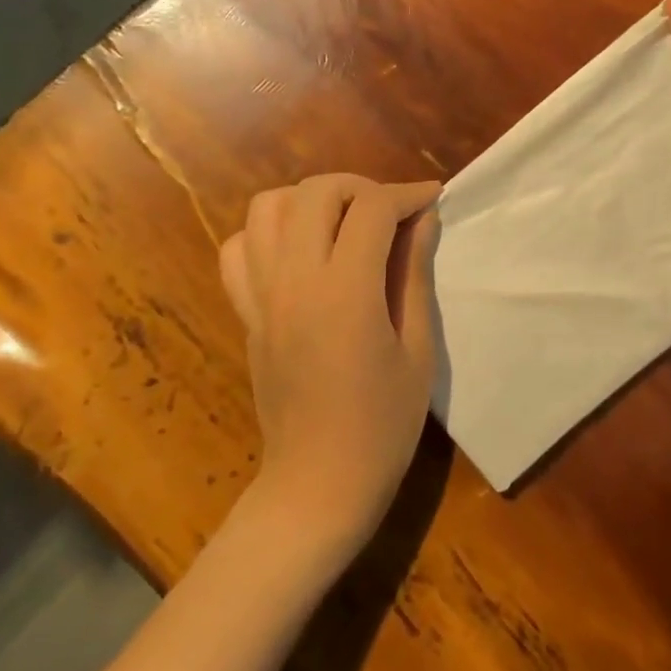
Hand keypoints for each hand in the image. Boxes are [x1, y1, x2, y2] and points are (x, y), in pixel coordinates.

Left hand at [219, 174, 442, 558]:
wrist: (318, 483)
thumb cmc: (383, 425)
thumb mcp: (417, 349)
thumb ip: (414, 274)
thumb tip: (422, 219)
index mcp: (345, 292)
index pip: (372, 209)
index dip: (407, 194)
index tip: (432, 198)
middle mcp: (294, 281)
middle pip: (315, 192)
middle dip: (359, 187)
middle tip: (390, 211)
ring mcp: (261, 295)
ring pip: (267, 207)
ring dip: (309, 200)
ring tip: (342, 222)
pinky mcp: (245, 313)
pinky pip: (238, 249)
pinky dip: (266, 233)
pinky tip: (297, 252)